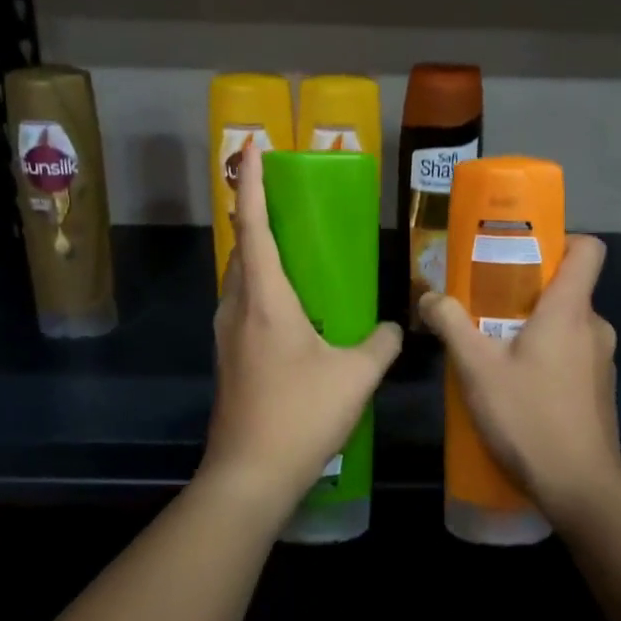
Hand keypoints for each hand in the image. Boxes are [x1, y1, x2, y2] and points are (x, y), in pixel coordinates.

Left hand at [200, 141, 402, 520]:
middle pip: (240, 248)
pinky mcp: (227, 359)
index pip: (254, 225)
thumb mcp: (355, 376)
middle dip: (255, 216)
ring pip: (238, 278)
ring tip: (290, 251)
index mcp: (265, 299)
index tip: (250, 145)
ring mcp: (225, 335)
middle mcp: (237, 308)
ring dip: (257, 255)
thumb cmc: (300, 414)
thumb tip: (395, 327)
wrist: (249, 474)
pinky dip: (260, 289)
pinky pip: (241, 305)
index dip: (252, 182)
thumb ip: (380, 343)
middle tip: (283, 200)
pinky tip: (290, 310)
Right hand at [419, 235, 620, 529]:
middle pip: (567, 289)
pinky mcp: (600, 390)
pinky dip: (547, 358)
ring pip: (567, 326)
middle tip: (486, 308)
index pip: (588, 249)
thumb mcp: (477, 369)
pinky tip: (517, 387)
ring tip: (494, 350)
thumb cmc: (529, 417)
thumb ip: (451, 325)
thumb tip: (429, 297)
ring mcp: (602, 361)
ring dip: (534, 330)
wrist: (580, 488)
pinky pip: (572, 355)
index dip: (561, 241)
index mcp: (570, 310)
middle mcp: (595, 327)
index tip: (523, 254)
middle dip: (527, 293)